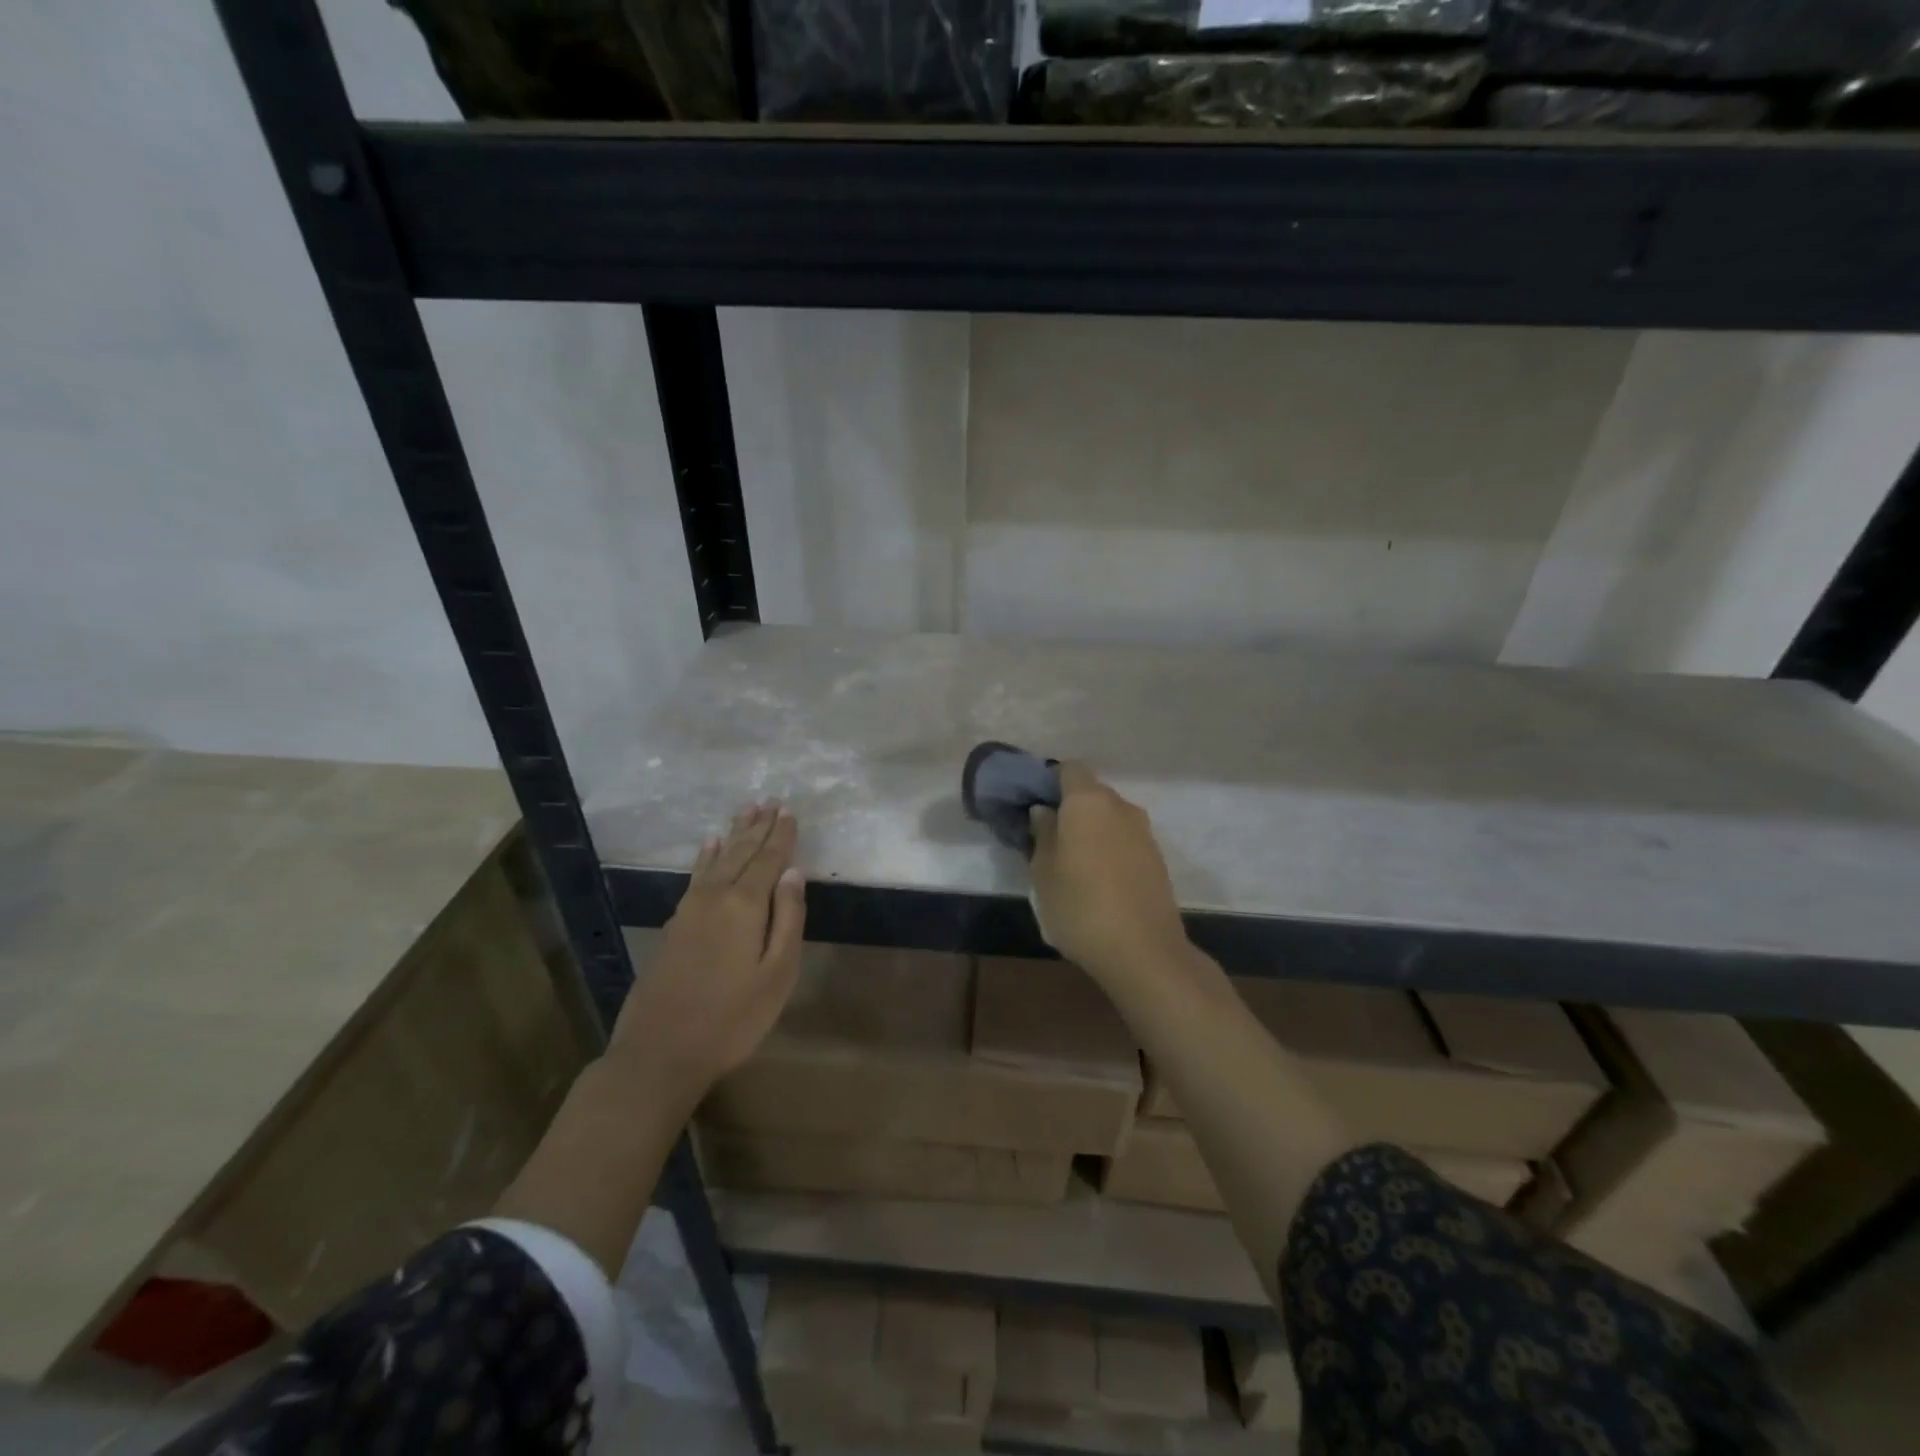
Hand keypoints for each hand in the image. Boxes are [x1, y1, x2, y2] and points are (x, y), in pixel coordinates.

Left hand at [609, 802, 805, 1093]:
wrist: (660, 1052)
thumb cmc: (732, 1018)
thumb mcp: (777, 974)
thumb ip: (788, 919)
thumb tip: (794, 874)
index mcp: (745, 905)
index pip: (769, 860)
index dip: (781, 835)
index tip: (790, 810)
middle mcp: (715, 896)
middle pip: (742, 853)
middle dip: (758, 827)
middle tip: (770, 801)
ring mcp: (689, 909)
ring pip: (717, 860)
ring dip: (734, 835)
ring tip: (746, 812)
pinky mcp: (674, 924)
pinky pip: (696, 875)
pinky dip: (706, 856)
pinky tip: (709, 846)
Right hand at [1029, 762, 1188, 983]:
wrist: (1143, 951)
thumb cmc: (1080, 907)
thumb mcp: (1043, 872)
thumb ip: (1042, 834)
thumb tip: (1044, 812)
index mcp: (1088, 802)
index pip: (1069, 769)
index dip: (1050, 781)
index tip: (1035, 805)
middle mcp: (1121, 807)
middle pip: (1091, 793)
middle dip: (1071, 808)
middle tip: (1049, 838)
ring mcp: (1144, 832)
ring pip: (1110, 818)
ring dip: (1092, 831)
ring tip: (1073, 863)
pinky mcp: (1158, 858)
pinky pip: (1125, 840)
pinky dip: (1110, 849)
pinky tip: (1098, 880)